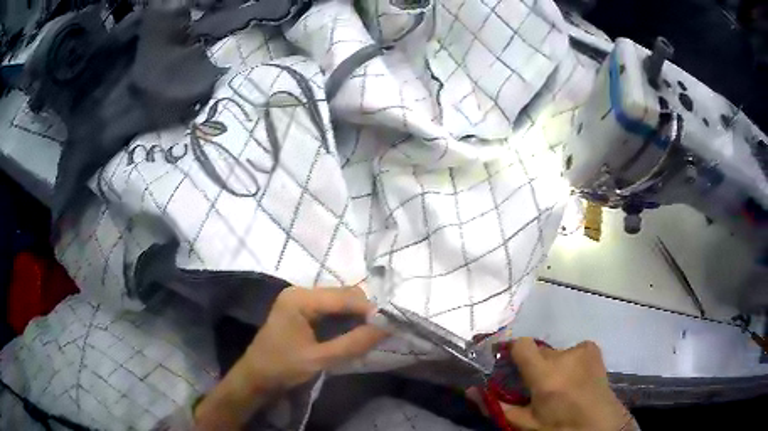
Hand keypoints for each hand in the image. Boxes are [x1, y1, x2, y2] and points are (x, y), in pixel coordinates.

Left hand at [195, 286, 388, 428]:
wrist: (256, 377)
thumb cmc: (282, 367)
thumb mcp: (319, 359)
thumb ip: (353, 343)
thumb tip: (386, 328)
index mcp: (300, 299)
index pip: (344, 297)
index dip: (369, 309)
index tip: (390, 326)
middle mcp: (300, 292)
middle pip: (342, 295)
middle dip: (364, 312)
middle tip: (381, 332)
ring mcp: (300, 299)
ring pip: (339, 301)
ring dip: (356, 316)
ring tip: (371, 333)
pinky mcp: (302, 310)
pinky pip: (331, 309)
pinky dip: (345, 320)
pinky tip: (354, 332)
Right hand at [503, 338, 630, 430]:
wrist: (600, 425)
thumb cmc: (559, 428)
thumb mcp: (525, 424)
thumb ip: (497, 406)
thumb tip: (471, 390)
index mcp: (546, 375)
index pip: (521, 344)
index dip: (511, 353)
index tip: (507, 367)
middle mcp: (564, 355)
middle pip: (536, 351)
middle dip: (531, 366)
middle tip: (535, 388)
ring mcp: (582, 349)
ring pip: (553, 353)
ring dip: (550, 366)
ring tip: (559, 387)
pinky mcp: (592, 349)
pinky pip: (570, 350)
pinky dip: (568, 361)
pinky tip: (574, 379)